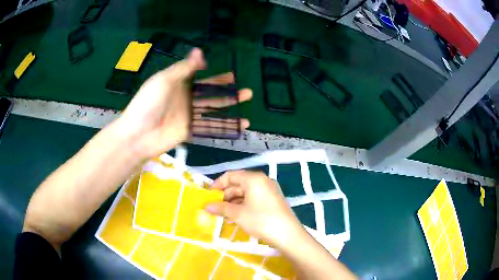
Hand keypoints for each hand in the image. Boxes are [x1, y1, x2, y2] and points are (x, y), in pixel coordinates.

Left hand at [117, 48, 251, 158]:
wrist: (138, 134)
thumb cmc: (149, 102)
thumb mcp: (165, 80)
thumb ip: (184, 68)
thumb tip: (200, 51)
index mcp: (179, 85)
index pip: (202, 79)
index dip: (217, 79)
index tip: (232, 76)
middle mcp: (186, 99)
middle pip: (211, 95)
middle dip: (229, 93)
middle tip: (247, 92)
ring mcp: (188, 116)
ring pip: (214, 110)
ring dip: (230, 108)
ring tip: (246, 106)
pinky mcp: (190, 131)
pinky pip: (210, 127)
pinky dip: (224, 126)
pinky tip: (239, 125)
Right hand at [204, 171, 304, 247]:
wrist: (288, 235)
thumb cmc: (261, 220)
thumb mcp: (238, 214)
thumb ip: (221, 208)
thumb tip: (206, 206)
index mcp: (254, 179)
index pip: (231, 175)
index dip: (217, 184)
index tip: (208, 195)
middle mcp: (262, 181)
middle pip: (238, 184)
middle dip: (225, 196)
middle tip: (214, 207)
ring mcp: (269, 191)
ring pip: (246, 193)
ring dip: (233, 203)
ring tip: (223, 215)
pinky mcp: (273, 200)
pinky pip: (253, 199)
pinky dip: (243, 206)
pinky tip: (235, 217)